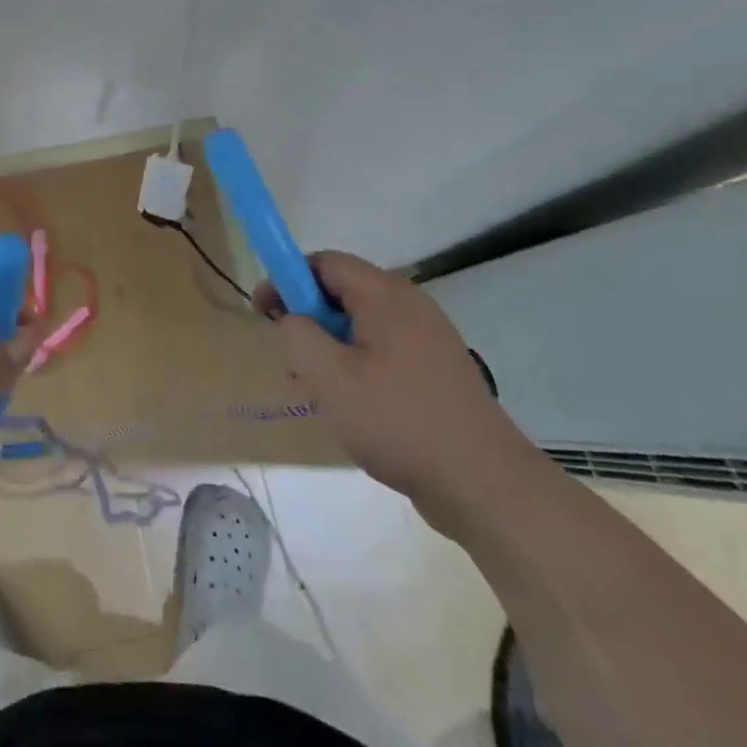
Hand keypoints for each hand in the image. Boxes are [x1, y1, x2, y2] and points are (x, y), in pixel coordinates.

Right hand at [256, 251, 544, 532]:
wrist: (484, 484)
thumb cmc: (398, 421)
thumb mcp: (330, 377)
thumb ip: (297, 335)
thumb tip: (289, 317)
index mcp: (385, 296)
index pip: (325, 262)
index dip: (287, 279)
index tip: (263, 312)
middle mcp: (410, 306)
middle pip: (343, 291)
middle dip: (308, 317)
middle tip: (290, 356)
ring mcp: (428, 339)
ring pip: (361, 325)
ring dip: (330, 346)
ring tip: (317, 388)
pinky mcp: (437, 371)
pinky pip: (383, 351)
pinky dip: (357, 365)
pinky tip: (351, 406)